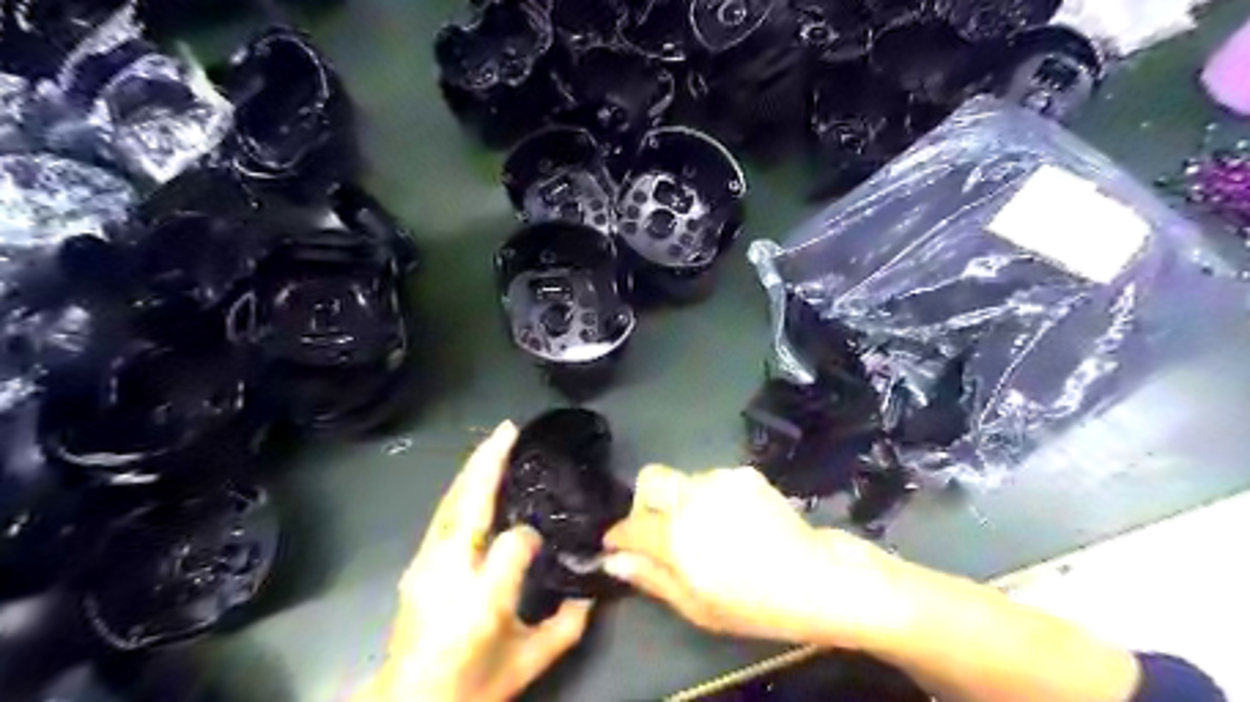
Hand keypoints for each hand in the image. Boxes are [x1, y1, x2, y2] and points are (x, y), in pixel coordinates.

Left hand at [359, 423, 592, 700]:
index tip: (543, 542)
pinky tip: (473, 480)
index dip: (530, 537)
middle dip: (487, 461)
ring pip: (450, 502)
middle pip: (466, 503)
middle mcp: (446, 570)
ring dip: (472, 469)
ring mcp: (424, 563)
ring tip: (495, 444)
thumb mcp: (526, 664)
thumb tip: (586, 592)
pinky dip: (461, 489)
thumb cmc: (469, 686)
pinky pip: (443, 515)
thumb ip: (565, 627)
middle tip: (509, 429)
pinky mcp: (417, 563)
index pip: (512, 544)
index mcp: (479, 598)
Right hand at [605, 463, 915, 650]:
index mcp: (676, 535)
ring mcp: (720, 480)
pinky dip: (711, 498)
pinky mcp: (743, 474)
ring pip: (683, 480)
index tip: (616, 544)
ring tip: (708, 529)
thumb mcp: (696, 605)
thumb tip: (613, 560)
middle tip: (657, 529)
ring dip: (683, 501)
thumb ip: (650, 577)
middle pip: (650, 479)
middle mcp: (692, 497)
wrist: (816, 577)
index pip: (631, 525)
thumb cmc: (752, 604)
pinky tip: (733, 521)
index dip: (618, 535)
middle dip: (644, 501)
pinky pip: (712, 480)